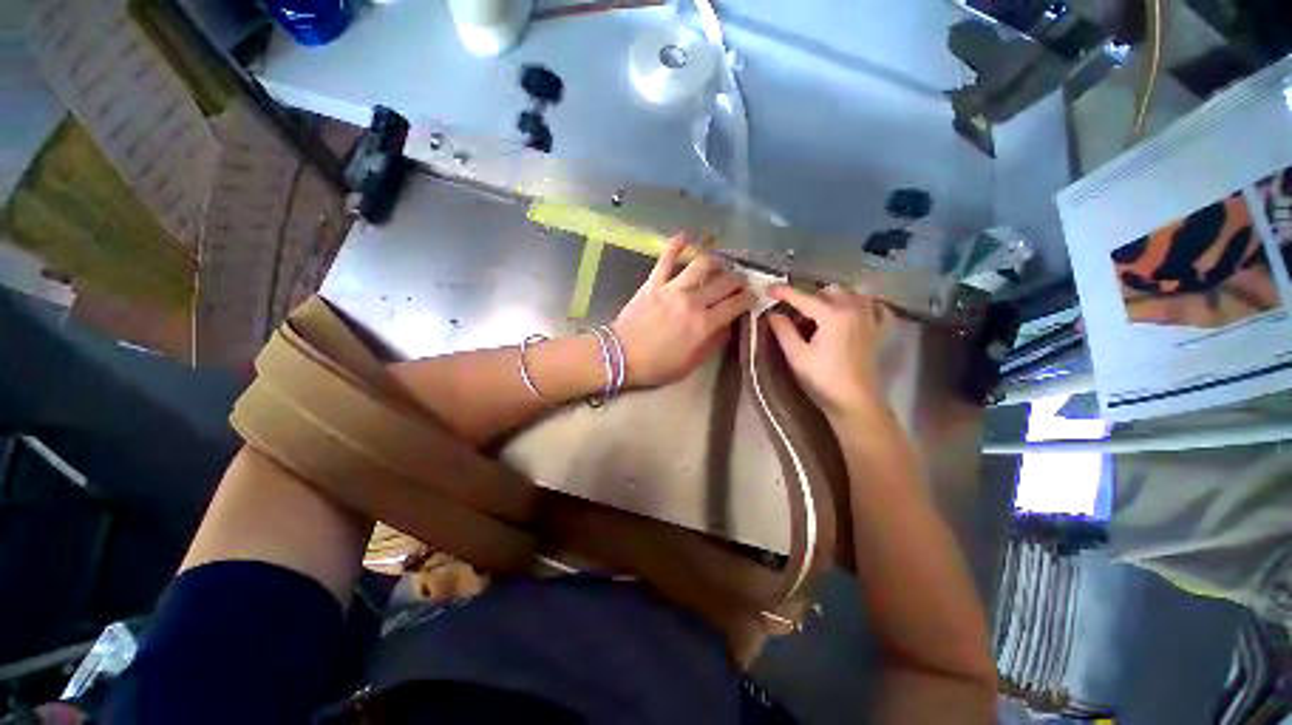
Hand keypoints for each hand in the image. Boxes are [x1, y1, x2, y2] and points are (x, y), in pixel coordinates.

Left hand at [613, 236, 754, 386]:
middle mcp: (693, 302)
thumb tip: (727, 326)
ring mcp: (673, 288)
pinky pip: (667, 257)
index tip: (753, 296)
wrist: (622, 356)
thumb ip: (712, 343)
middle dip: (738, 279)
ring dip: (716, 261)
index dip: (749, 298)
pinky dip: (678, 244)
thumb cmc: (658, 365)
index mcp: (704, 325)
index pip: (736, 304)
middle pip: (724, 282)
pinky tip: (688, 236)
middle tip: (740, 281)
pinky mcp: (654, 282)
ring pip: (702, 264)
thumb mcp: (691, 363)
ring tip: (720, 263)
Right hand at [767, 284, 893, 419]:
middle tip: (794, 314)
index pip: (803, 297)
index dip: (784, 292)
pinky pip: (875, 308)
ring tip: (821, 314)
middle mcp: (855, 309)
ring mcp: (871, 319)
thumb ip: (783, 330)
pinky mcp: (880, 331)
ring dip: (834, 298)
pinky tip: (854, 314)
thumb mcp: (796, 355)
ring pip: (852, 294)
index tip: (768, 289)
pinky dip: (863, 306)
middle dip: (810, 297)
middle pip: (829, 291)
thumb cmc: (822, 379)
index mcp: (833, 315)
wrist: (855, 402)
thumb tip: (773, 314)